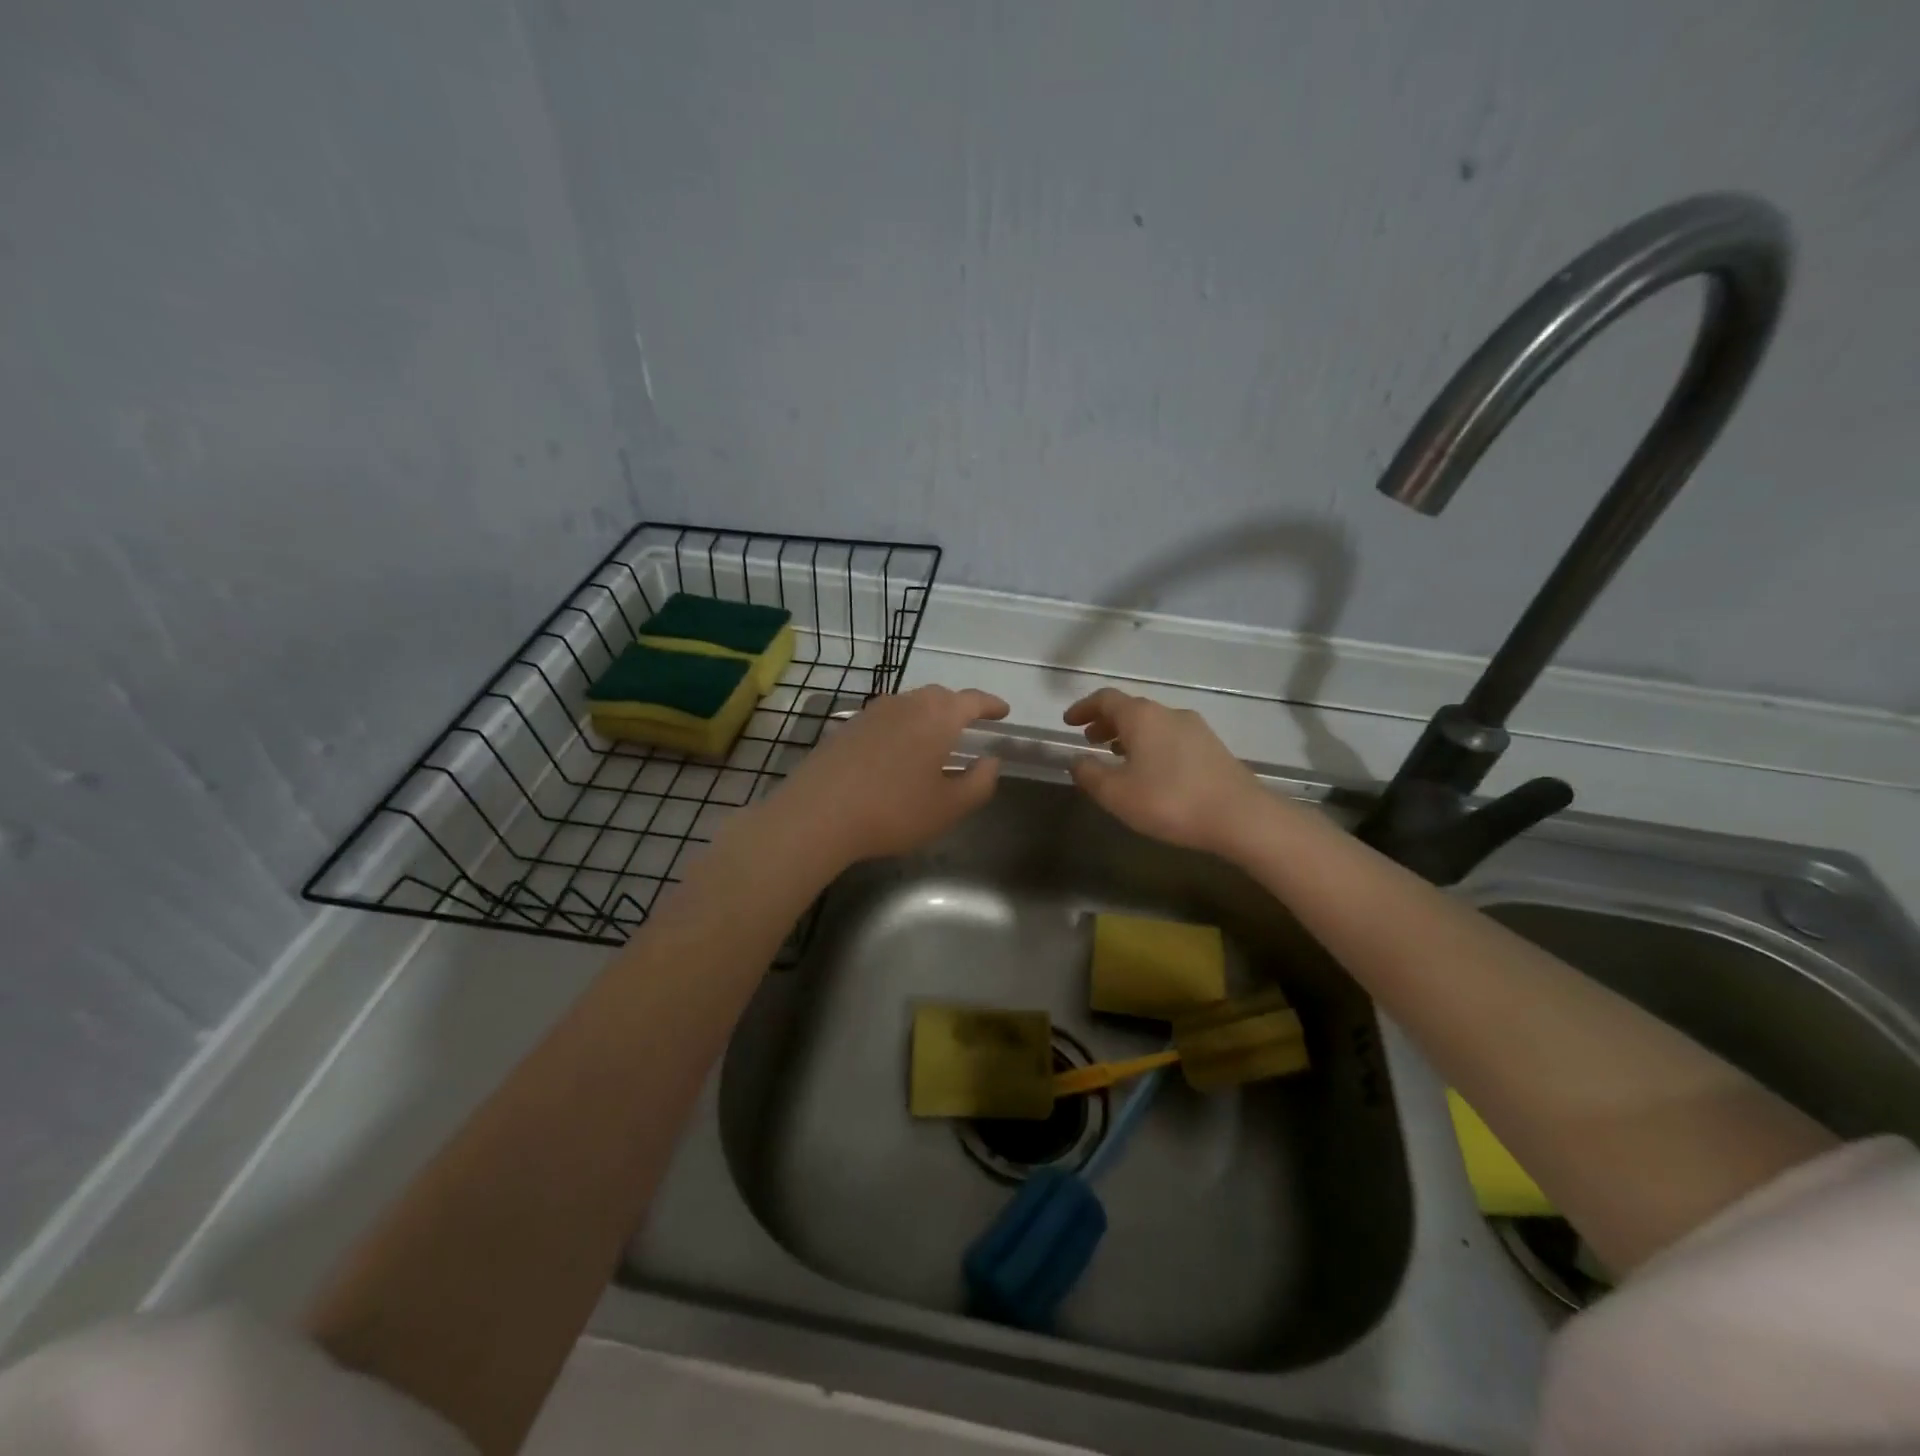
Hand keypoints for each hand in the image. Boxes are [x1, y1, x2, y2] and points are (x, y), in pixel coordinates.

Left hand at [769, 685, 1008, 864]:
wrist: (818, 814)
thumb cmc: (894, 810)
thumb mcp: (949, 807)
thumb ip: (979, 782)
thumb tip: (990, 761)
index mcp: (938, 716)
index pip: (972, 700)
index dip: (991, 705)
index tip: (1003, 712)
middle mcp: (906, 704)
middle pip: (940, 696)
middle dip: (959, 708)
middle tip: (970, 724)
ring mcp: (872, 712)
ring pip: (910, 704)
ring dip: (928, 716)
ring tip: (935, 738)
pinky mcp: (847, 727)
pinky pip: (886, 718)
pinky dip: (901, 727)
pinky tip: (897, 752)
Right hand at [1063, 688, 1268, 855]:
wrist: (1241, 817)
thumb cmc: (1170, 801)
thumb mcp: (1117, 794)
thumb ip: (1090, 775)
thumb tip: (1076, 761)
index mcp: (1141, 716)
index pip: (1105, 699)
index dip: (1083, 708)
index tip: (1068, 722)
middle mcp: (1168, 713)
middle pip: (1130, 709)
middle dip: (1106, 722)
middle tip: (1089, 739)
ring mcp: (1195, 728)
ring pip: (1152, 723)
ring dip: (1129, 734)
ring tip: (1116, 755)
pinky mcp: (1212, 747)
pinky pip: (1170, 736)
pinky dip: (1150, 744)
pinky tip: (1150, 770)